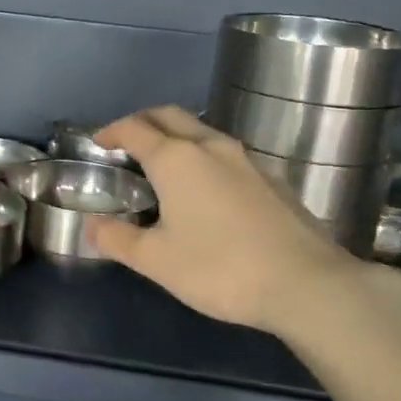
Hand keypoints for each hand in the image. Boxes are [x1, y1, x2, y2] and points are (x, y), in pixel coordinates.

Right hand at [89, 106, 383, 342]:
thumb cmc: (220, 269)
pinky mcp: (271, 177)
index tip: (97, 142)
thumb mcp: (156, 261)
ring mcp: (246, 159)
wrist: (307, 284)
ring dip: (175, 137)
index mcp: (176, 159)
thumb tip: (92, 226)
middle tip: (126, 145)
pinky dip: (203, 157)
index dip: (111, 131)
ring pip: (201, 131)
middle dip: (143, 123)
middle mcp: (210, 146)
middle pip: (169, 116)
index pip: (134, 128)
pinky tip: (205, 191)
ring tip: (162, 167)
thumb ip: (117, 239)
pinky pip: (225, 153)